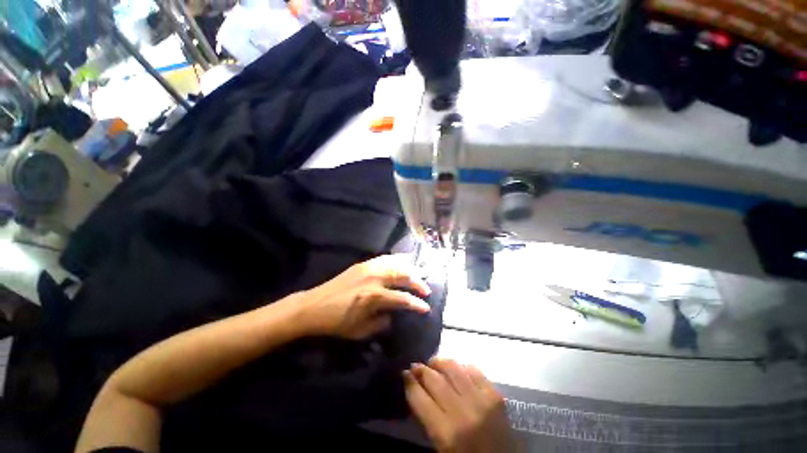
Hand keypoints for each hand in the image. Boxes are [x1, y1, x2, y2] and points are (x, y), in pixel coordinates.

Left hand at [299, 255, 431, 339]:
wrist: (313, 306)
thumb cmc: (336, 322)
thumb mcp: (360, 331)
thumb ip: (382, 322)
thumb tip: (394, 314)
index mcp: (374, 297)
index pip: (402, 298)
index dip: (417, 304)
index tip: (426, 308)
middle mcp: (374, 279)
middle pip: (403, 275)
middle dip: (418, 282)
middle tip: (426, 289)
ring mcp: (368, 268)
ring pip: (396, 263)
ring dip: (410, 268)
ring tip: (419, 273)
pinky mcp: (363, 264)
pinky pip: (385, 258)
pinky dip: (397, 258)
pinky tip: (403, 259)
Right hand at [404, 358, 514, 452]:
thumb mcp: (440, 445)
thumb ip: (428, 417)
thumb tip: (416, 388)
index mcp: (446, 432)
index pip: (420, 398)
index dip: (409, 382)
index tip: (404, 373)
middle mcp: (462, 412)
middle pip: (434, 379)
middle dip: (421, 369)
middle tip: (415, 365)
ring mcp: (480, 400)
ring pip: (453, 368)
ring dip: (439, 362)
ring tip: (433, 363)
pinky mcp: (494, 394)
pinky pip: (473, 369)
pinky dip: (461, 367)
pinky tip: (457, 371)